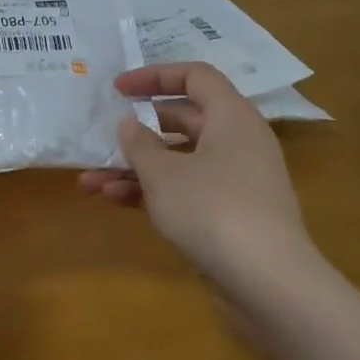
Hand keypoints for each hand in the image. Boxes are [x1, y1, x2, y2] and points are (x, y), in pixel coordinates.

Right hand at [80, 62, 310, 289]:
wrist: (268, 284)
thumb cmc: (212, 209)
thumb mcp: (163, 173)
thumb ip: (139, 143)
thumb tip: (130, 124)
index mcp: (231, 117)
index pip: (195, 76)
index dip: (154, 76)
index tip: (118, 88)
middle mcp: (238, 143)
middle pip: (184, 120)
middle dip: (138, 130)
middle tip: (103, 135)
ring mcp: (235, 182)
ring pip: (179, 161)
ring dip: (135, 168)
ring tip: (90, 181)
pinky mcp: (229, 216)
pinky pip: (185, 191)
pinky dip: (152, 192)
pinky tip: (114, 201)